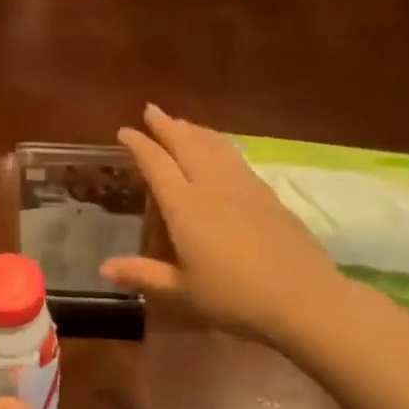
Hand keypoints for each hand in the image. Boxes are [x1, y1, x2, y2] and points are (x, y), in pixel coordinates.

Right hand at [101, 105, 343, 344]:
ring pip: (214, 146)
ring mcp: (244, 188)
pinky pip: (235, 157)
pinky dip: (219, 144)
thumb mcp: (182, 292)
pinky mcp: (267, 195)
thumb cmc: (235, 297)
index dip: (139, 145)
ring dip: (194, 130)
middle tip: (151, 110)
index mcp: (186, 208)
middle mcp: (212, 187)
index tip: (125, 130)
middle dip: (166, 125)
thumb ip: (143, 275)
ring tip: (181, 122)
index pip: (157, 165)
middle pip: (187, 144)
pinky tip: (220, 149)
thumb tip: (104, 268)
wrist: (304, 299)